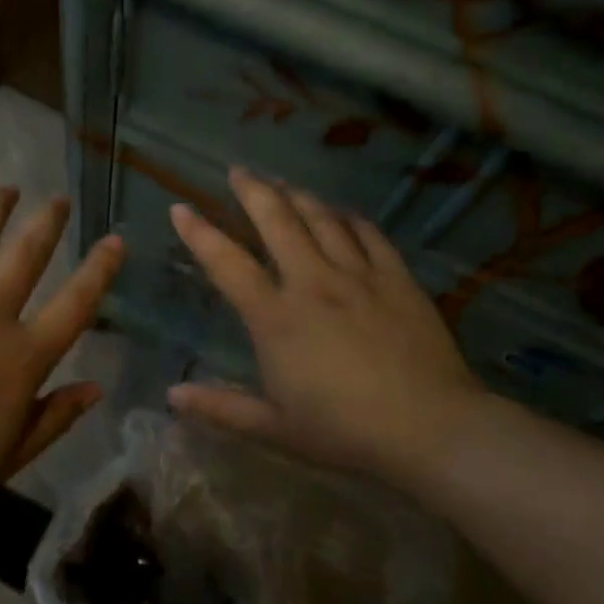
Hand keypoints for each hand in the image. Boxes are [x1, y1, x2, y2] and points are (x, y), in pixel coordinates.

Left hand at [0, 188, 123, 523]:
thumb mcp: (3, 461)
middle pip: (26, 255)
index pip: (73, 306)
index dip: (99, 271)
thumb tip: (96, 387)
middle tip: (60, 199)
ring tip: (9, 189)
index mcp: (18, 358)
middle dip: (47, 223)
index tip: (115, 241)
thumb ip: (53, 421)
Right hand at [166, 167, 489, 484]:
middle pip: (277, 221)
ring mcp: (358, 275)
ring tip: (282, 181)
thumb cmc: (345, 432)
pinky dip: (349, 217)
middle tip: (239, 170)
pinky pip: (368, 233)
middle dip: (253, 190)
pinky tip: (342, 211)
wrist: (430, 428)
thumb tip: (172, 394)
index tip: (180, 208)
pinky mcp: (396, 278)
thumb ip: (221, 408)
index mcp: (276, 318)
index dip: (199, 233)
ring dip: (298, 195)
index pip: (227, 263)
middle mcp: (312, 283)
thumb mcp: (275, 427)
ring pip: (322, 218)